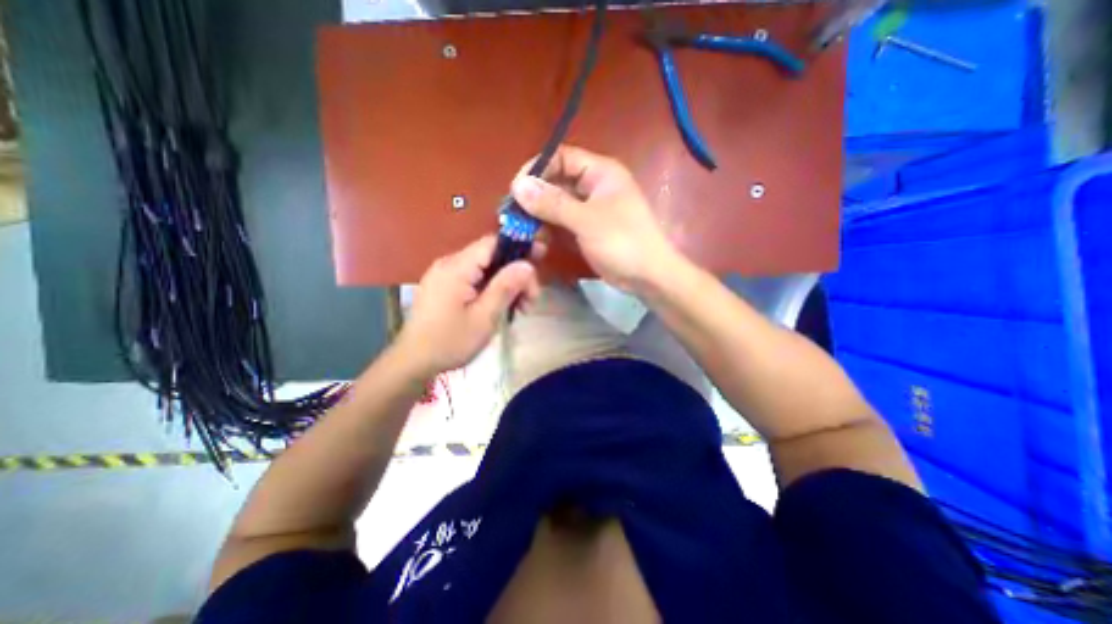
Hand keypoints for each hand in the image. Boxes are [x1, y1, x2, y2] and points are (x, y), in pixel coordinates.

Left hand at [397, 237, 541, 377]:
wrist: (413, 363)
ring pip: (486, 270)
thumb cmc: (450, 342)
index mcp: (457, 267)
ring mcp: (446, 276)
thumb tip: (527, 265)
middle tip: (531, 300)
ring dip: (507, 285)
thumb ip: (506, 287)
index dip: (520, 247)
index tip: (541, 259)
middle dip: (516, 275)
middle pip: (492, 257)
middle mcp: (450, 264)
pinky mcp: (445, 287)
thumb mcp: (484, 317)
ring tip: (521, 310)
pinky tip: (503, 308)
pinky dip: (493, 291)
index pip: (494, 243)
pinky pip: (475, 280)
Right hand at [510, 145, 676, 293]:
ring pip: (556, 205)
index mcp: (600, 172)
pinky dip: (549, 230)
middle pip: (556, 182)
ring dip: (540, 217)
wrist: (647, 276)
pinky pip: (562, 223)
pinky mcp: (586, 229)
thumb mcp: (586, 220)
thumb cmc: (622, 241)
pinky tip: (539, 242)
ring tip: (526, 233)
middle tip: (514, 215)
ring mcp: (589, 209)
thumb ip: (553, 203)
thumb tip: (518, 186)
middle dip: (535, 197)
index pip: (561, 157)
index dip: (537, 169)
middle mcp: (593, 186)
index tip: (516, 189)